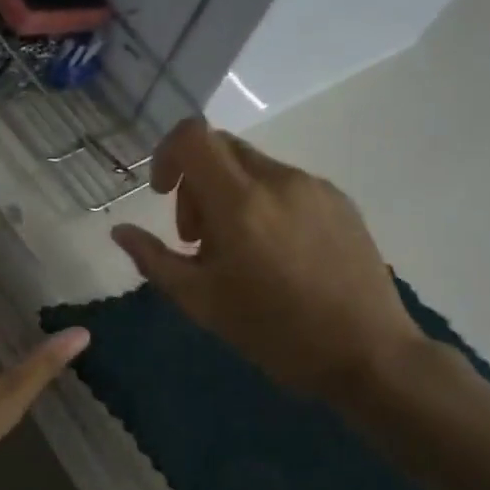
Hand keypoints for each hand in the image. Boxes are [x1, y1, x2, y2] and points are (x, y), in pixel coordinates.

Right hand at [110, 118, 423, 401]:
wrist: (368, 353)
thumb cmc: (275, 333)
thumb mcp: (202, 302)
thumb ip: (155, 260)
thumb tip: (121, 231)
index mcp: (240, 202)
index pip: (193, 136)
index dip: (167, 154)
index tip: (163, 194)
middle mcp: (278, 180)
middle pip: (221, 148)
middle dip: (196, 183)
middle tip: (199, 238)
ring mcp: (315, 187)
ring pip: (255, 168)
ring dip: (230, 196)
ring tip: (239, 252)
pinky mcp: (340, 201)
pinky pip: (287, 185)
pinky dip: (265, 204)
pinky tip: (277, 255)